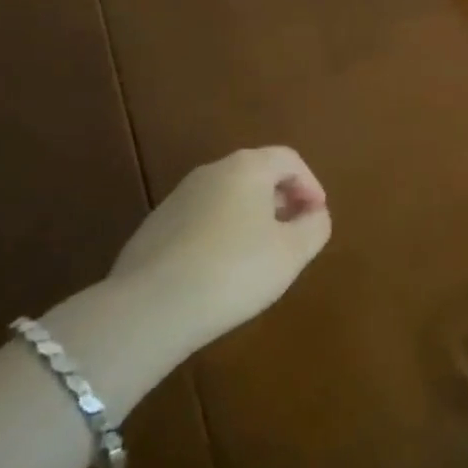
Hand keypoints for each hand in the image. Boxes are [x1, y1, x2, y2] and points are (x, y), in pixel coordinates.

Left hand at [110, 146, 331, 350]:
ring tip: (260, 256)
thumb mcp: (292, 253)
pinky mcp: (154, 228)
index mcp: (247, 167)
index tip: (317, 217)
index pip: (289, 159)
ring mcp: (177, 199)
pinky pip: (201, 221)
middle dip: (281, 200)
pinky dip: (220, 235)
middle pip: (256, 174)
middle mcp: (211, 172)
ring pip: (227, 198)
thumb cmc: (235, 270)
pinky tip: (221, 272)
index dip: (311, 185)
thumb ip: (314, 227)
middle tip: (293, 233)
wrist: (150, 307)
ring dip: (250, 218)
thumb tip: (315, 215)